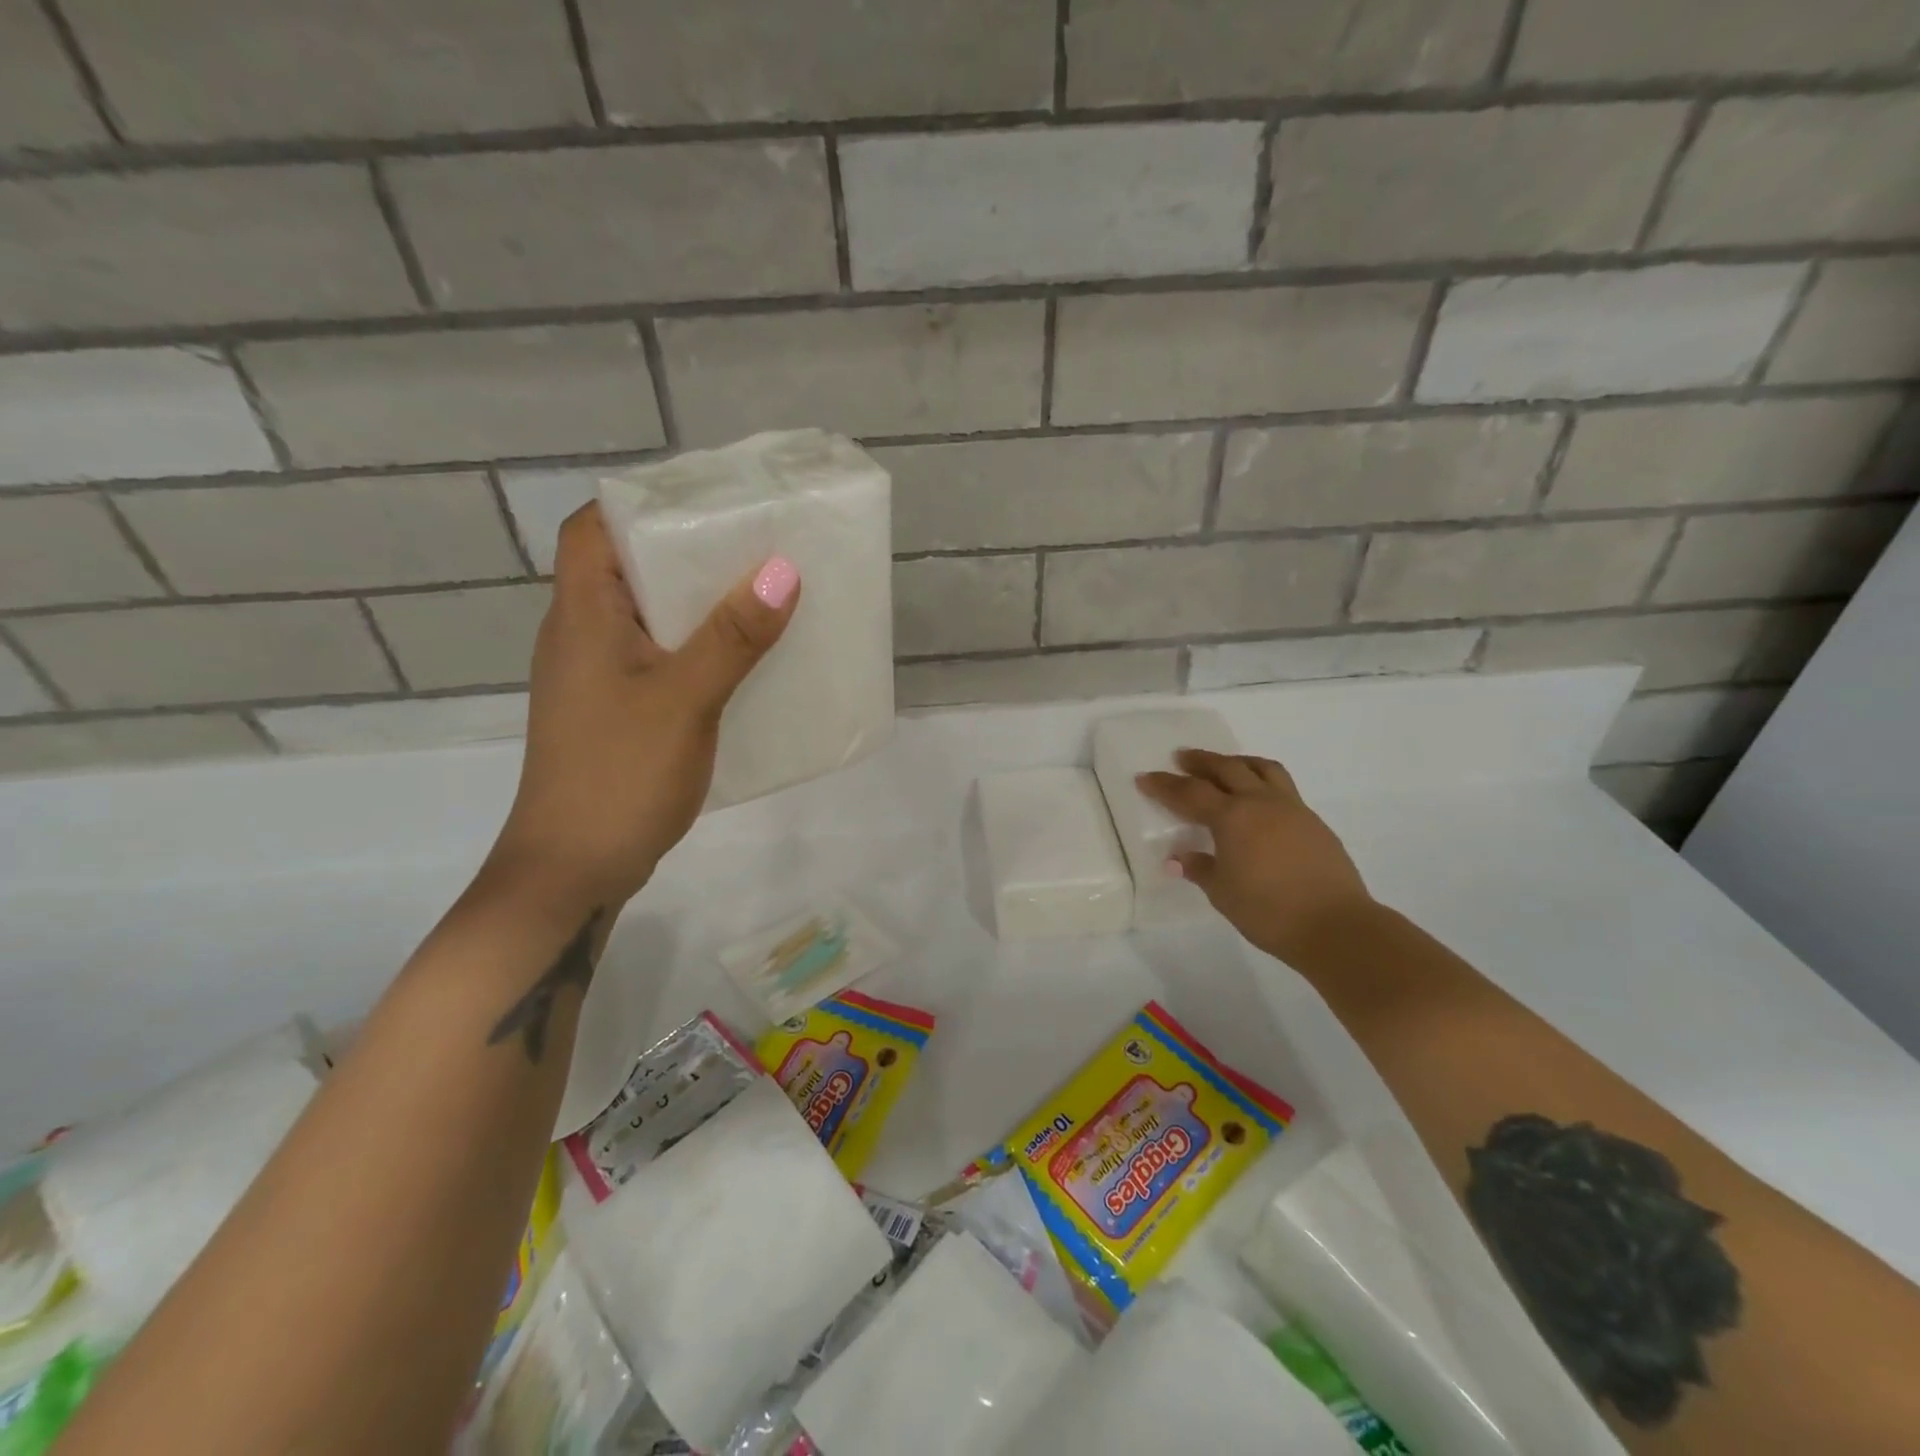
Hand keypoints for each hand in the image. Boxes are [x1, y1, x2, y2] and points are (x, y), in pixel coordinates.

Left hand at [490, 505, 798, 907]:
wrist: (574, 870)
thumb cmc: (619, 775)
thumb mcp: (684, 700)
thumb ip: (732, 637)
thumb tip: (783, 569)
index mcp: (582, 616)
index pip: (593, 528)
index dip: (643, 503)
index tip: (708, 501)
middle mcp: (581, 636)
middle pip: (628, 568)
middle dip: (688, 551)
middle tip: (757, 544)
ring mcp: (597, 677)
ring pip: (649, 618)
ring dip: (699, 603)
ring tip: (762, 594)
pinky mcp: (616, 711)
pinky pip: (660, 659)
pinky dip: (698, 648)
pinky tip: (743, 662)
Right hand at [1137, 749, 1373, 964]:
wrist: (1335, 925)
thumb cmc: (1268, 911)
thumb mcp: (1222, 893)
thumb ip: (1200, 868)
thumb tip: (1178, 858)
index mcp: (1232, 817)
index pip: (1190, 793)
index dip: (1164, 785)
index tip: (1144, 778)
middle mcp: (1260, 803)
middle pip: (1226, 769)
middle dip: (1201, 761)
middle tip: (1182, 757)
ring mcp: (1292, 809)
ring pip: (1261, 769)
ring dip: (1237, 762)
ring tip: (1224, 765)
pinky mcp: (1313, 821)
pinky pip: (1282, 787)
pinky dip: (1262, 781)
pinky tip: (1258, 800)